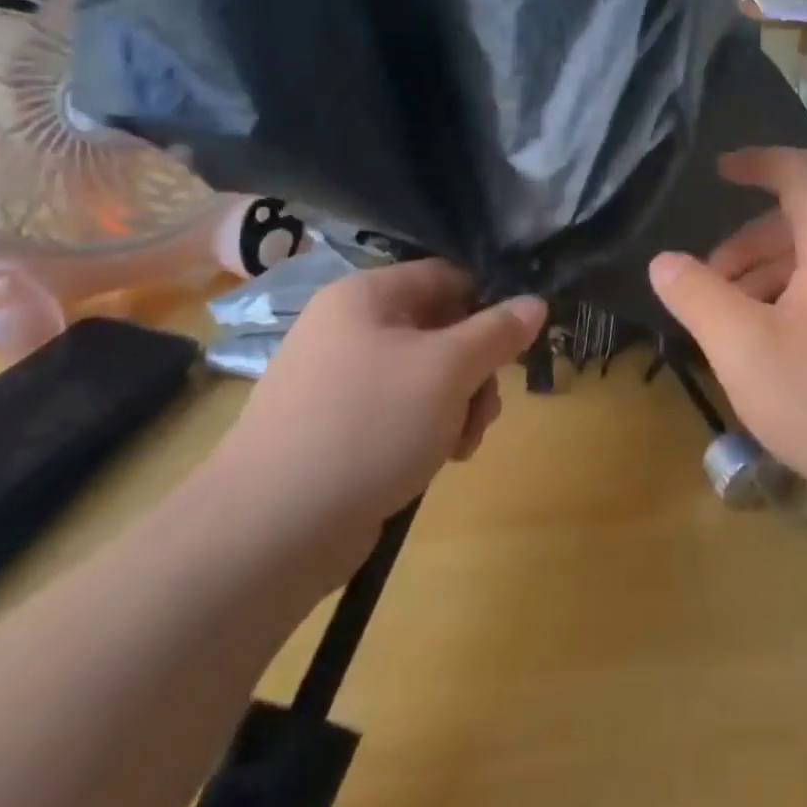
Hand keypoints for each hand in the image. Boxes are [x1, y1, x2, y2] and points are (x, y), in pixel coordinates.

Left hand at [203, 260, 545, 584]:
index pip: (448, 276)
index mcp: (367, 296)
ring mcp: (337, 379)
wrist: (269, 530)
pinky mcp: (335, 427)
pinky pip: (399, 409)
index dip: (490, 303)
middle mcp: (348, 327)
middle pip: (441, 329)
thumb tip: (536, 302)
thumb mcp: (449, 370)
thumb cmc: (368, 425)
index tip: (518, 344)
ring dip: (458, 404)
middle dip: (476, 370)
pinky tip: (437, 460)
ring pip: (425, 375)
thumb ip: (498, 332)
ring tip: (461, 444)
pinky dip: (427, 429)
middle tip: (486, 409)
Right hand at [648, 148, 806, 519]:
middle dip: (744, 246)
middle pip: (797, 225)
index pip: (799, 173)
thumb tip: (664, 261)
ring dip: (763, 280)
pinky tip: (770, 353)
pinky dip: (788, 305)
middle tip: (707, 288)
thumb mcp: (745, 349)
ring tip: (730, 326)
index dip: (756, 161)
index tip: (716, 171)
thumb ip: (698, 297)